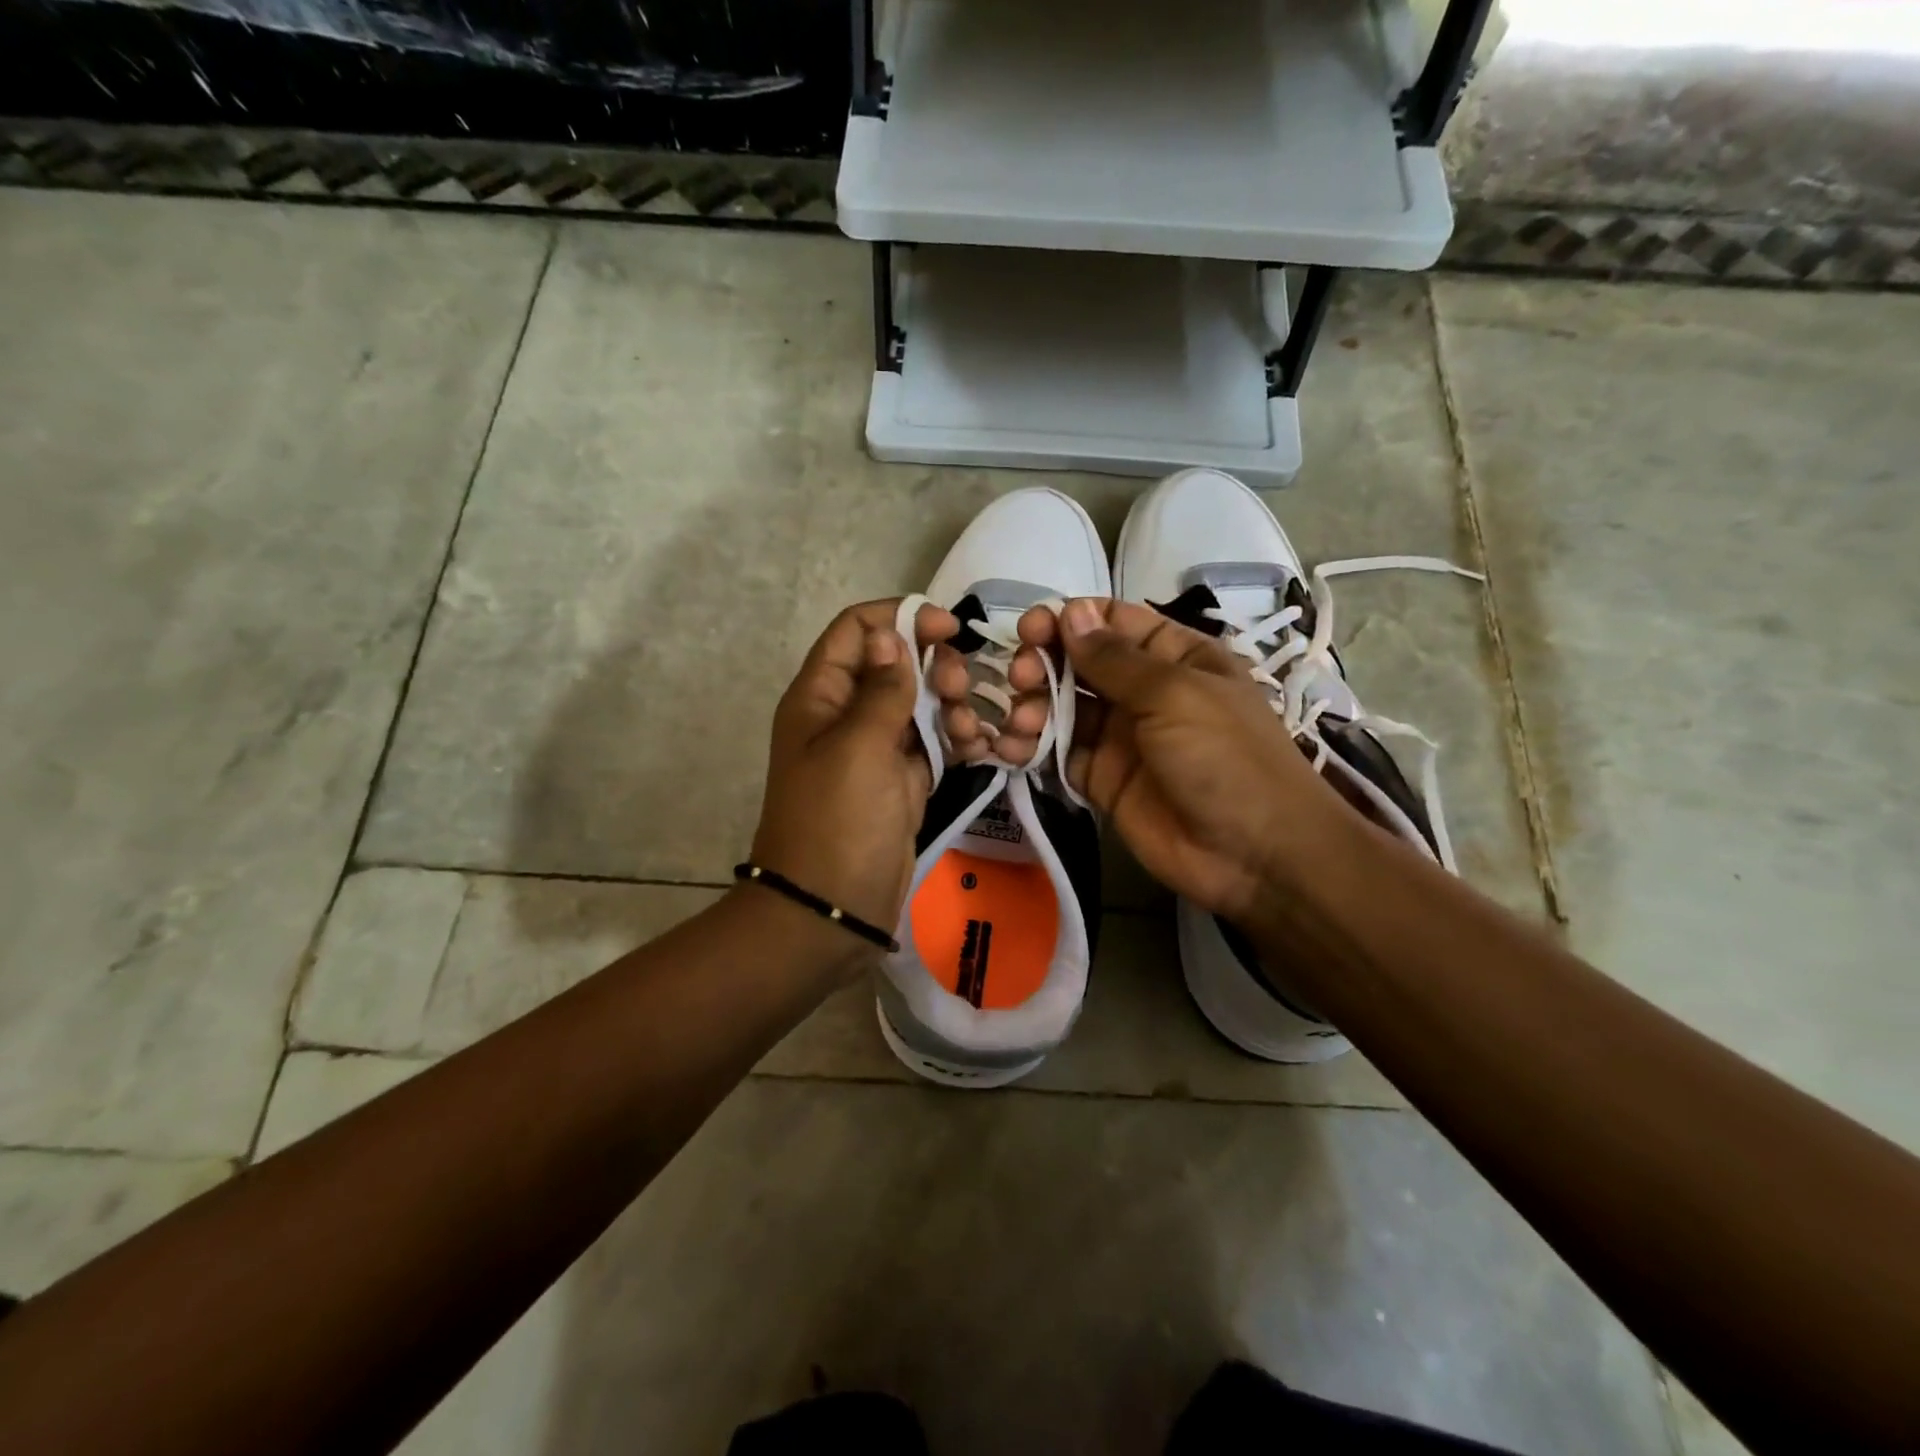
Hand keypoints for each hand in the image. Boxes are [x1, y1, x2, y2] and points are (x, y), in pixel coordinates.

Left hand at [749, 600, 971, 972]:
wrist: (831, 910)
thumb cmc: (838, 821)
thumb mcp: (859, 747)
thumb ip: (882, 688)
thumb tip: (890, 634)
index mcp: (821, 696)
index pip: (857, 630)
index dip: (901, 618)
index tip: (949, 627)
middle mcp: (846, 715)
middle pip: (895, 663)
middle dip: (935, 666)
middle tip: (962, 687)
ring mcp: (875, 750)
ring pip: (919, 704)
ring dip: (952, 706)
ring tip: (971, 731)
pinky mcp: (900, 782)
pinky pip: (932, 745)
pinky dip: (957, 740)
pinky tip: (983, 747)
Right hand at [998, 597, 1342, 919]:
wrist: (1253, 856)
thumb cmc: (1225, 757)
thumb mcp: (1175, 695)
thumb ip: (1115, 659)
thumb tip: (1070, 611)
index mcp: (1174, 657)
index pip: (1113, 622)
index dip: (1071, 620)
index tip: (1032, 629)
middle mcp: (1144, 691)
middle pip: (1080, 662)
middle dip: (1044, 662)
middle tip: (1021, 678)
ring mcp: (1120, 737)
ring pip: (1063, 707)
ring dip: (1033, 705)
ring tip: (1020, 720)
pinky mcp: (1101, 779)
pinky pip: (1058, 753)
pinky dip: (1030, 747)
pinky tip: (1010, 747)